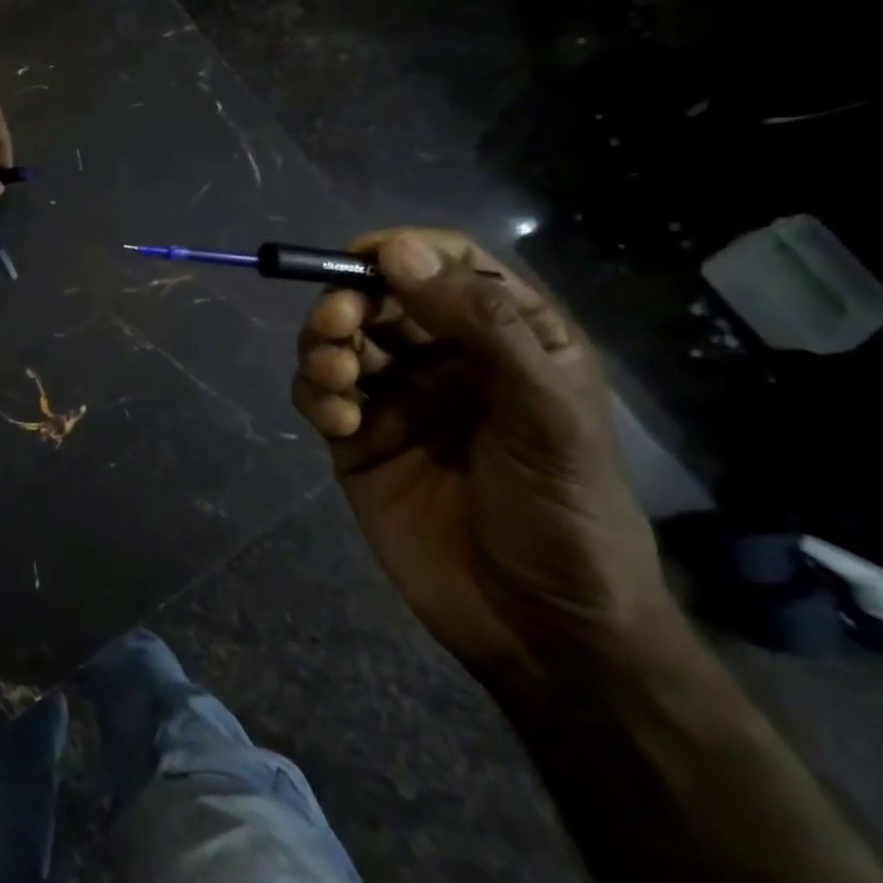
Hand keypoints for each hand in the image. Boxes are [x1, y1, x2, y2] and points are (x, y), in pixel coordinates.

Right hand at [293, 228, 676, 682]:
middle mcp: (446, 358)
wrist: (540, 632)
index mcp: (509, 338)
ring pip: (339, 341)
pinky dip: (315, 396)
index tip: (363, 258)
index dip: (403, 250)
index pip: (448, 264)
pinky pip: (319, 395)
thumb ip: (480, 327)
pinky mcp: (357, 440)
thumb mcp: (545, 416)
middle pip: (378, 297)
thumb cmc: (567, 516)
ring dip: (323, 346)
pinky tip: (338, 425)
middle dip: (348, 301)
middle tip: (337, 326)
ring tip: (335, 379)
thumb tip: (397, 250)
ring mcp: (397, 399)